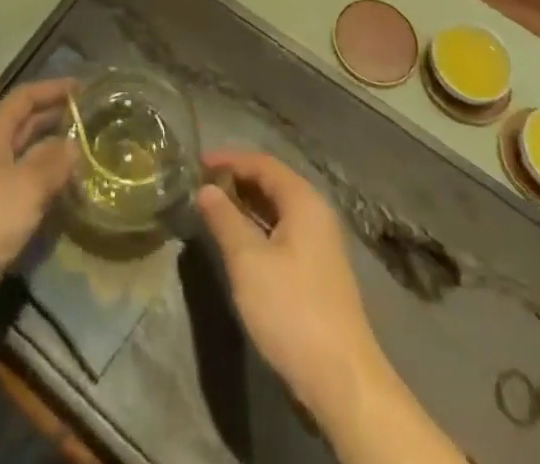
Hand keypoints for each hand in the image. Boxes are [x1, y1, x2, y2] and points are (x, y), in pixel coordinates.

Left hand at [0, 78, 77, 326]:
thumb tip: (74, 144)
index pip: (27, 96)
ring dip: (54, 151)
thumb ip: (54, 160)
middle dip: (57, 117)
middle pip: (27, 122)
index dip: (54, 88)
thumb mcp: (28, 184)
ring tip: (89, 150)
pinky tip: (69, 188)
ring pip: (28, 155)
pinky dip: (46, 181)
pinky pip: (26, 184)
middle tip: (93, 118)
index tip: (85, 87)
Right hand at [194, 150, 386, 419]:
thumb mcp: (248, 261)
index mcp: (304, 201)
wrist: (342, 380)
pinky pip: (283, 232)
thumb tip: (206, 189)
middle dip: (237, 180)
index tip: (197, 162)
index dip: (229, 159)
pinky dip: (258, 228)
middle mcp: (316, 214)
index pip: (263, 163)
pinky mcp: (317, 272)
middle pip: (273, 183)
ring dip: (246, 205)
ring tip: (213, 209)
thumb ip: (224, 219)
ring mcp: (320, 244)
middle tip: (202, 184)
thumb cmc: (292, 309)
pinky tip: (239, 243)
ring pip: (278, 210)